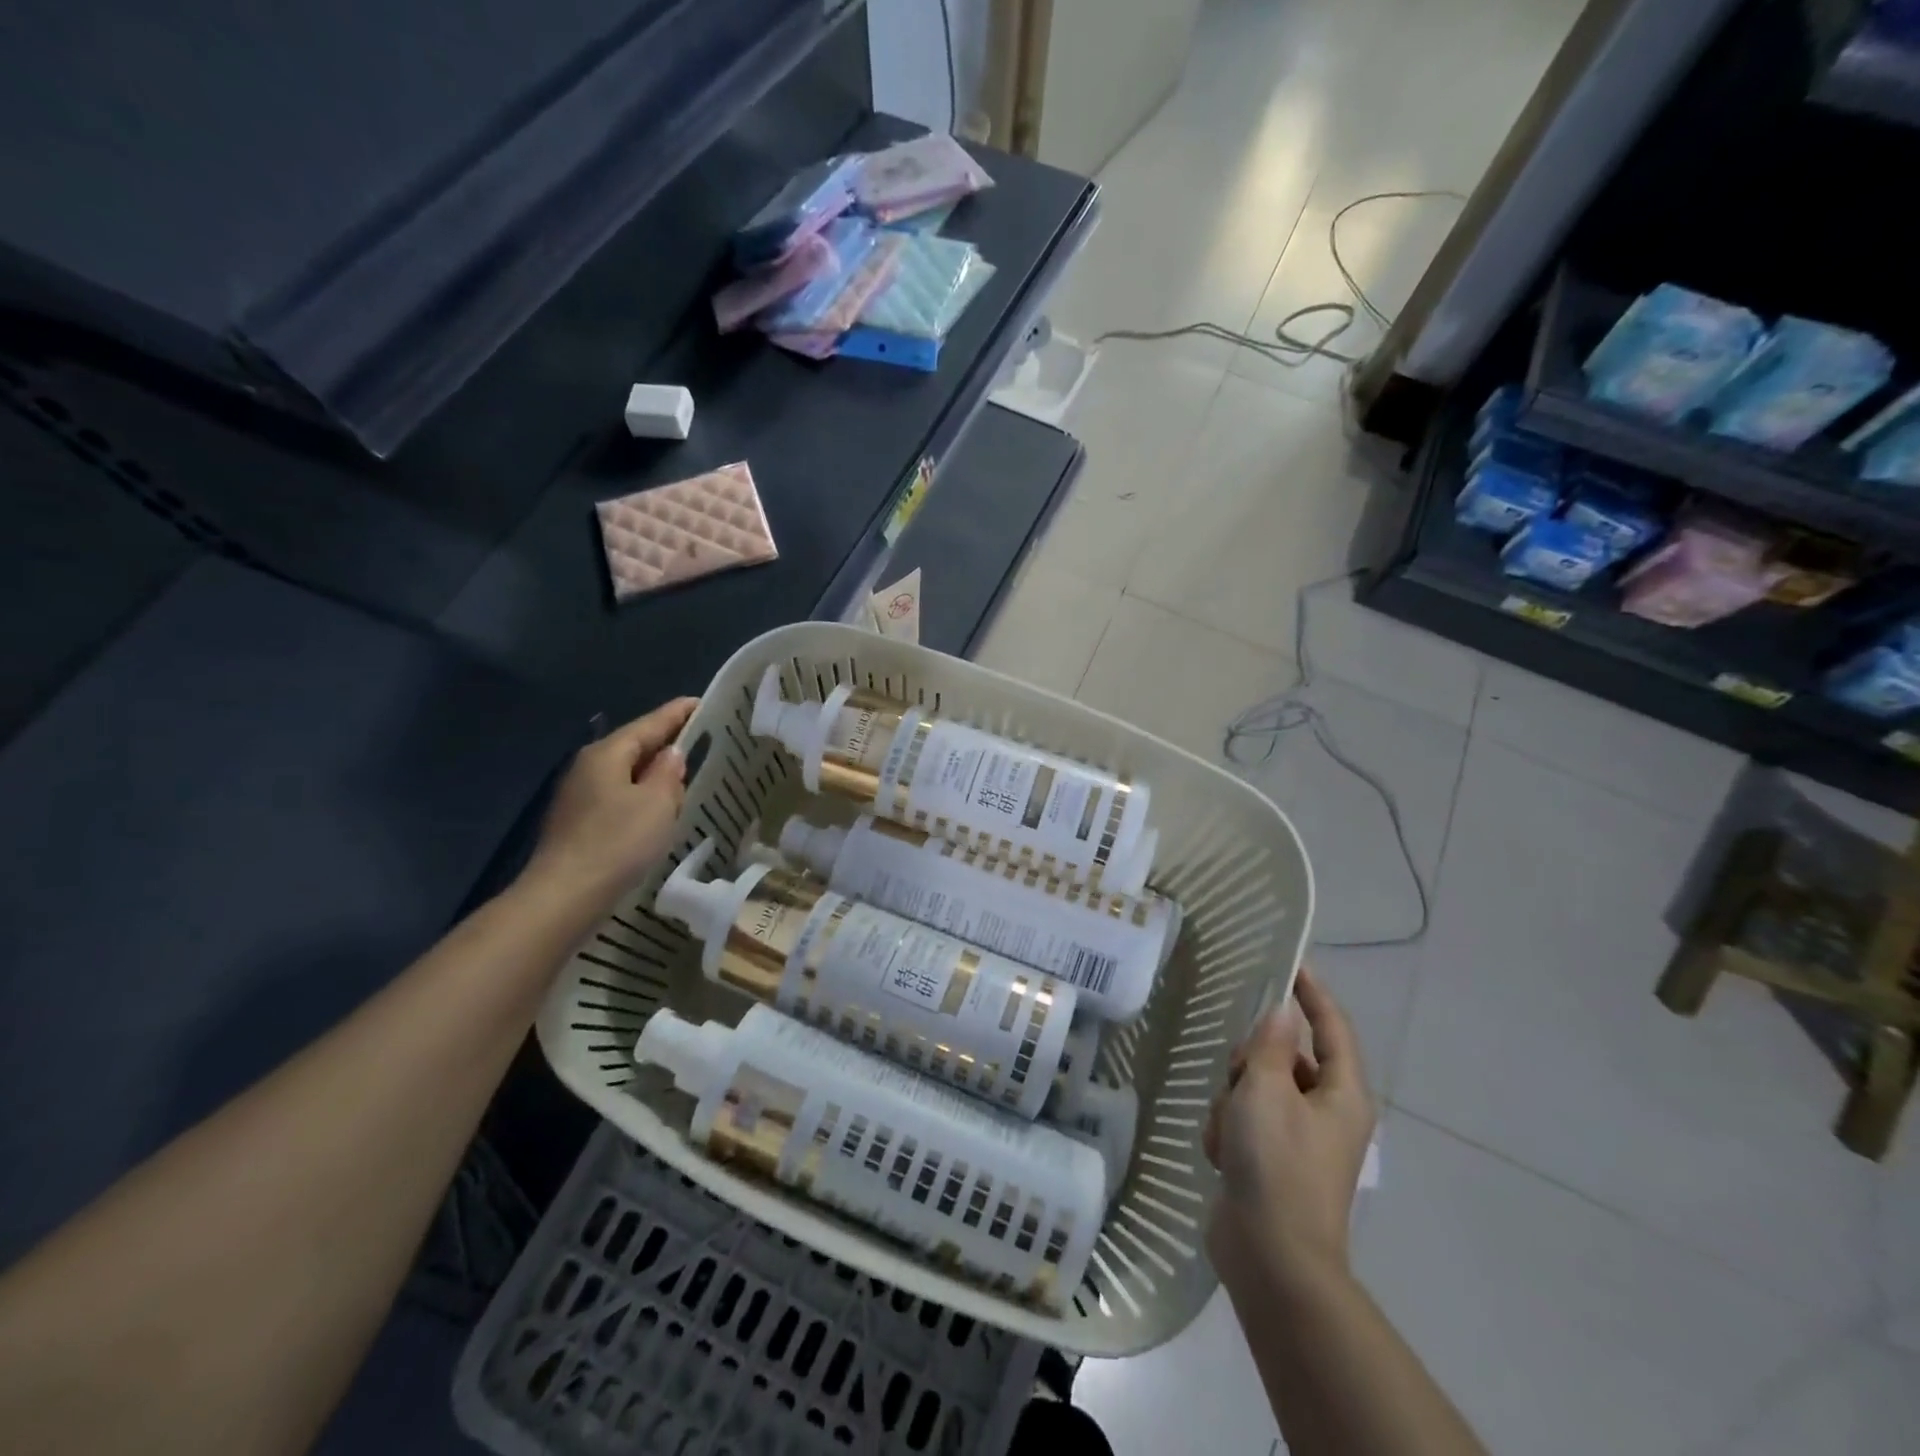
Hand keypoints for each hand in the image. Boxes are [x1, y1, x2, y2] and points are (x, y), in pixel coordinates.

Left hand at [522, 698, 699, 906]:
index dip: (679, 713)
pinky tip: (658, 810)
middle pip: (635, 746)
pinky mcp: (579, 822)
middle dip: (667, 743)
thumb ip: (668, 773)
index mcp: (607, 753)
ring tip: (687, 776)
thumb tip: (672, 754)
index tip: (704, 703)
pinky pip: (619, 797)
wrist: (565, 895)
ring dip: (655, 773)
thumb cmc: (617, 842)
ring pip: (627, 773)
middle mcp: (589, 766)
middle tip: (704, 741)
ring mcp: (579, 795)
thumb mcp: (656, 803)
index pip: (650, 723)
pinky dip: (642, 796)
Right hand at [1204, 968, 1375, 1290]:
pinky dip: (1228, 1130)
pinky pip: (1245, 1121)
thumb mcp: (1265, 1090)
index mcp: (1341, 1093)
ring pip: (1256, 1088)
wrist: (1271, 1259)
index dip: (1313, 992)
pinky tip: (1221, 1154)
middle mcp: (1327, 1112)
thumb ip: (1268, 1043)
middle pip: (1284, 1056)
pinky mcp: (1273, 1161)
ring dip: (1232, 1100)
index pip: (1331, 1025)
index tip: (1290, 962)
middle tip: (1235, 1077)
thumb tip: (1282, 1009)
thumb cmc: (1276, 1164)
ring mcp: (1300, 1139)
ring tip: (1226, 1130)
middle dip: (1250, 1062)